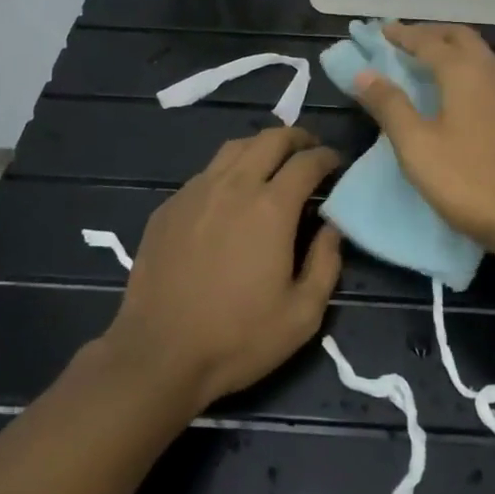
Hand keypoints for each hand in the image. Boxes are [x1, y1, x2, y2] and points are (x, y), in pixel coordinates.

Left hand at [100, 127, 343, 414]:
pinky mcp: (169, 206)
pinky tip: (229, 194)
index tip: (336, 162)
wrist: (158, 355)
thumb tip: (332, 228)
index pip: (307, 162)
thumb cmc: (238, 338)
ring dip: (261, 146)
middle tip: (309, 150)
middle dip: (297, 138)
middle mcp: (235, 185)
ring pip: (235, 147)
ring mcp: (196, 191)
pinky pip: (206, 172)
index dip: (327, 157)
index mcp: (271, 207)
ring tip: (272, 161)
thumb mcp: (302, 314)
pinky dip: (228, 170)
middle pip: (271, 139)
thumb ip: (326, 264)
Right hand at [350, 22, 494, 255]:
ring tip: (421, 61)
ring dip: (448, 48)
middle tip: (401, 42)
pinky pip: (484, 72)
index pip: (428, 41)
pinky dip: (461, 66)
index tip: (380, 30)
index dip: (402, 35)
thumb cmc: (467, 179)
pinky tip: (450, 89)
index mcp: (464, 71)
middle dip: (429, 34)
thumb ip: (389, 105)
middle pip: (458, 37)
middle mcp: (489, 71)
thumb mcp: (416, 144)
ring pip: (475, 53)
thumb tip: (363, 73)